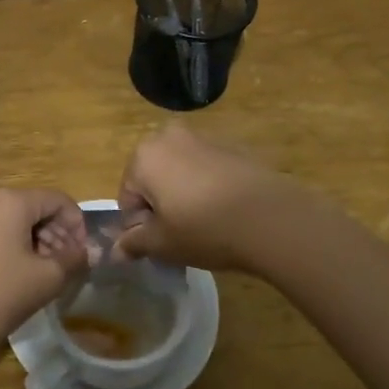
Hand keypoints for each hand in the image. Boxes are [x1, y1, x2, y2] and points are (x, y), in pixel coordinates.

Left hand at [0, 189, 87, 358]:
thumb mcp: (46, 278)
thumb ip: (73, 259)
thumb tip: (88, 251)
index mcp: (12, 199)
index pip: (58, 200)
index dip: (78, 226)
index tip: (85, 256)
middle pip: (38, 208)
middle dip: (59, 235)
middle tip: (70, 268)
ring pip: (21, 220)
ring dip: (41, 243)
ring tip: (51, 275)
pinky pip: (3, 231)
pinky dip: (21, 247)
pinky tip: (28, 276)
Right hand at [115, 124, 291, 271]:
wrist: (271, 218)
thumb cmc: (204, 229)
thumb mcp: (162, 244)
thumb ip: (134, 243)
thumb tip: (117, 251)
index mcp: (144, 155)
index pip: (128, 196)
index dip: (140, 225)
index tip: (161, 243)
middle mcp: (169, 137)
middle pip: (153, 177)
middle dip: (161, 204)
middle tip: (180, 233)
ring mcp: (203, 138)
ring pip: (181, 171)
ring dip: (185, 194)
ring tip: (206, 225)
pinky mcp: (232, 146)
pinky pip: (208, 169)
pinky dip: (209, 187)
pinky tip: (226, 212)